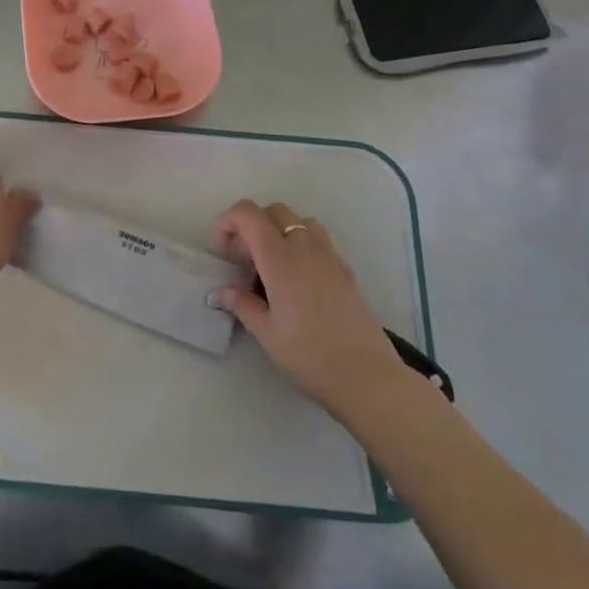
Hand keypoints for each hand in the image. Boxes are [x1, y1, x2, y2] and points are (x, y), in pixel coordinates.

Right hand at [213, 200, 412, 424]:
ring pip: (299, 220)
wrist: (367, 377)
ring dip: (279, 230)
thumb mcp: (267, 334)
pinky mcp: (345, 269)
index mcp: (280, 258)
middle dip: (251, 225)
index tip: (220, 250)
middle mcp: (305, 247)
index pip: (249, 214)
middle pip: (274, 211)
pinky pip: (318, 238)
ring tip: (270, 264)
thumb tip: (222, 292)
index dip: (228, 221)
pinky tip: (297, 278)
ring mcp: (329, 256)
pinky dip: (300, 243)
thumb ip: (242, 305)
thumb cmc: (310, 356)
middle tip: (243, 260)